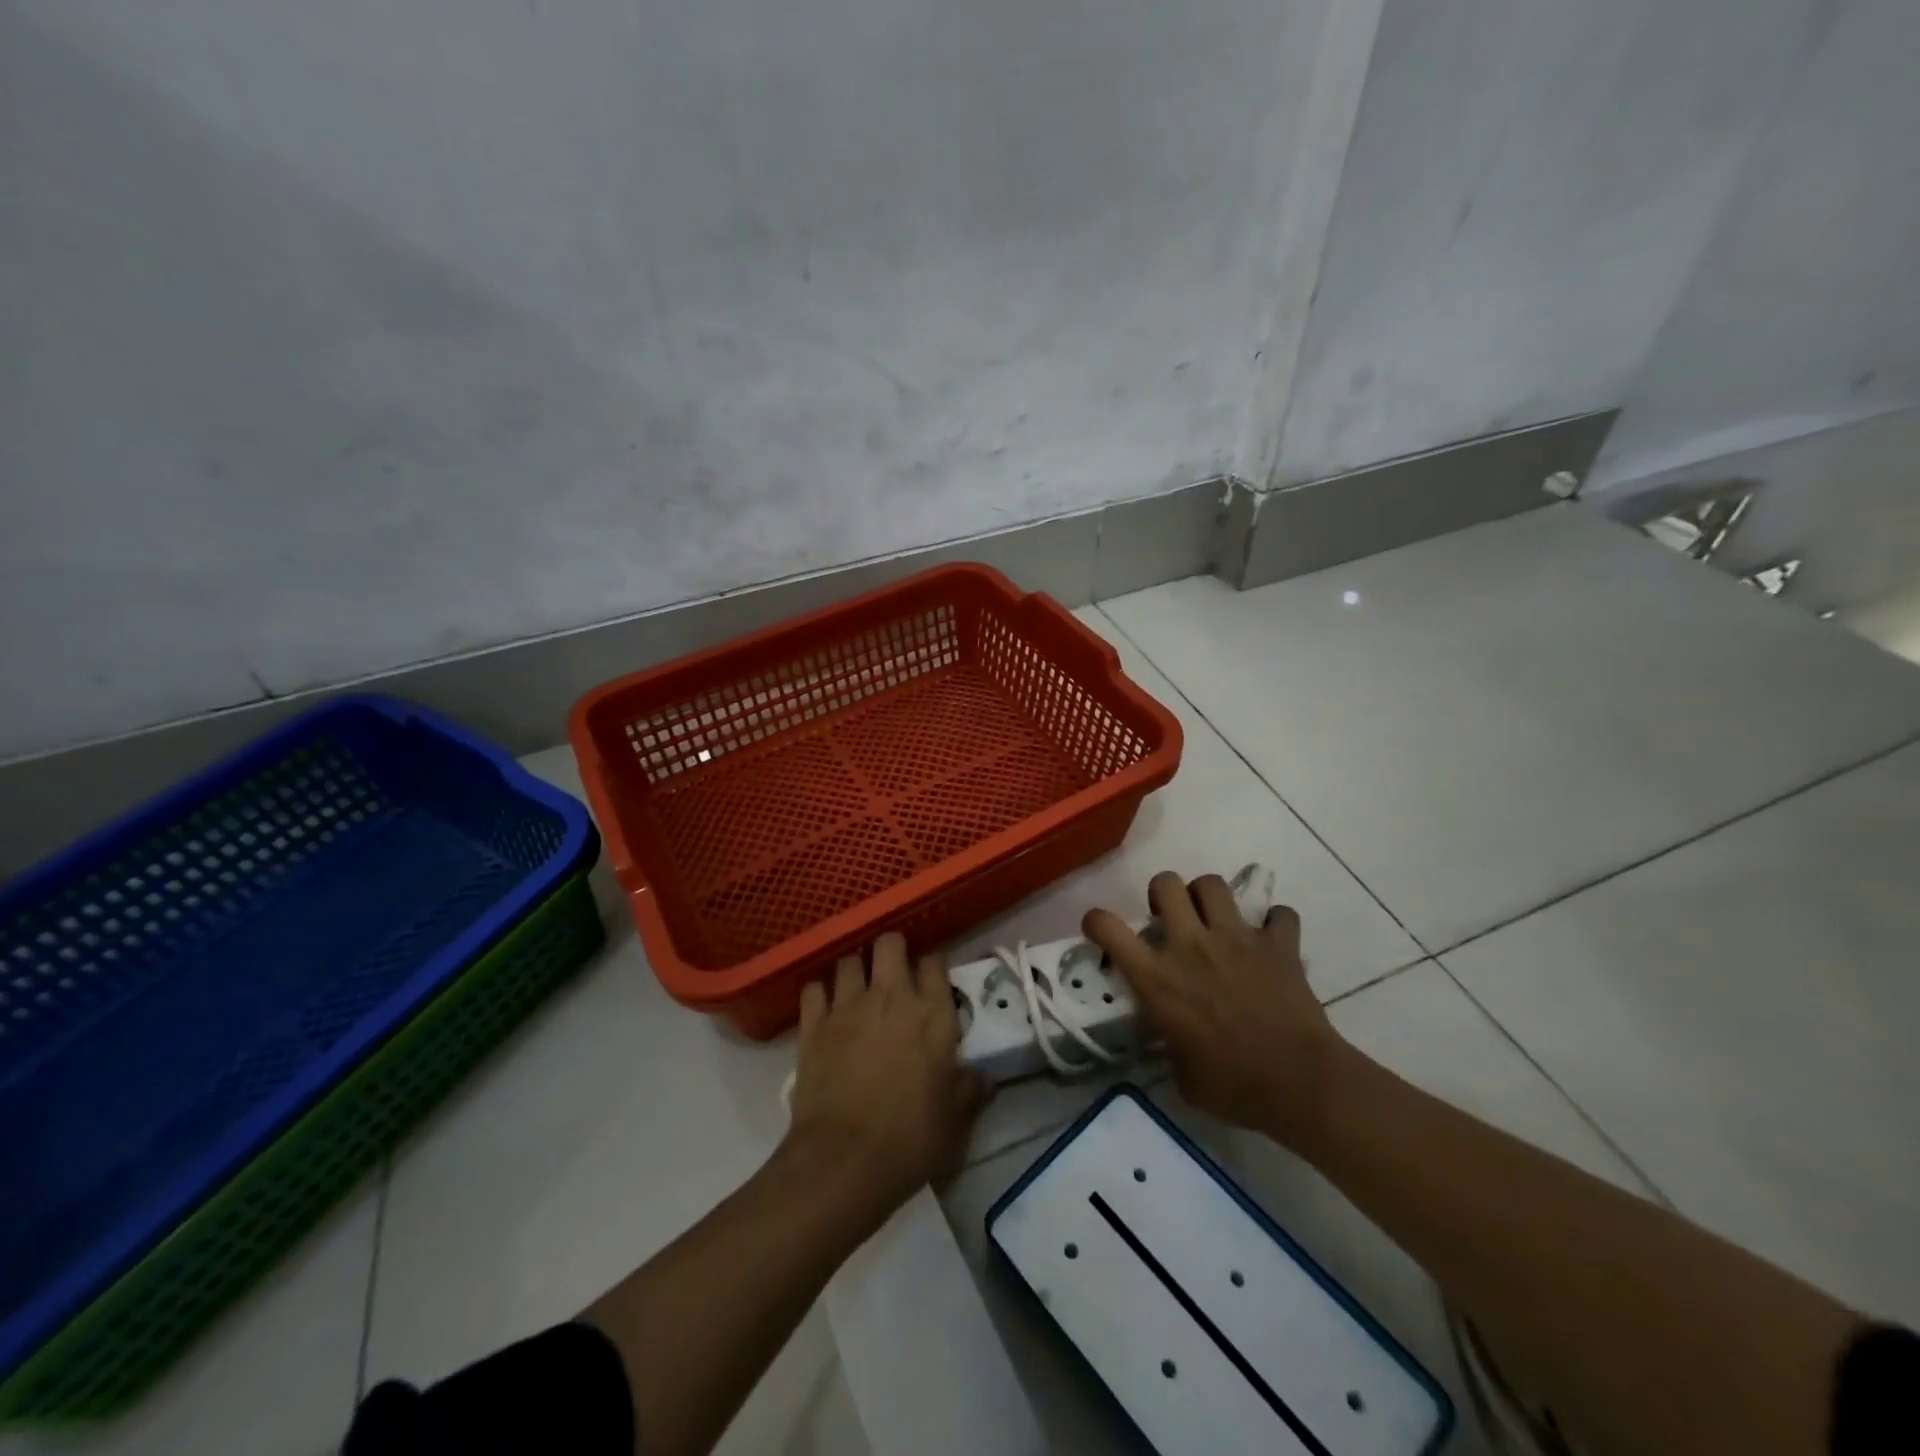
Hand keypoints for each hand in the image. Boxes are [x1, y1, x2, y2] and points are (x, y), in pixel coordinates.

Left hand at [787, 933, 991, 1220]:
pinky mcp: (813, 1025)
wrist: (844, 1161)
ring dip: (856, 970)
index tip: (933, 977)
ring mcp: (848, 1006)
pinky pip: (813, 989)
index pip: (935, 962)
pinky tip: (825, 1009)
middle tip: (894, 972)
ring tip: (859, 989)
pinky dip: (820, 994)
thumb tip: (987, 1079)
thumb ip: (970, 1090)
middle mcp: (891, 997)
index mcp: (932, 1014)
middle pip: (890, 943)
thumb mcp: (955, 1119)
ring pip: (849, 960)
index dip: (933, 964)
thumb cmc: (911, 1139)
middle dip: (892, 949)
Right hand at [1083, 872, 1353, 1147]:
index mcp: (1156, 977)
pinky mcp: (1278, 944)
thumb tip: (1173, 1037)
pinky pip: (1278, 914)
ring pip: (1212, 884)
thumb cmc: (1232, 1087)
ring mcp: (1236, 938)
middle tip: (1170, 918)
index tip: (1101, 929)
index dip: (1097, 921)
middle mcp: (1190, 945)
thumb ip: (1169, 1042)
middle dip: (1162, 894)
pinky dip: (1275, 924)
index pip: (1107, 926)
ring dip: (1209, 897)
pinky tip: (1272, 941)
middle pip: (1165, 883)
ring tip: (1215, 920)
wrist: (1298, 1084)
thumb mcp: (1180, 1073)